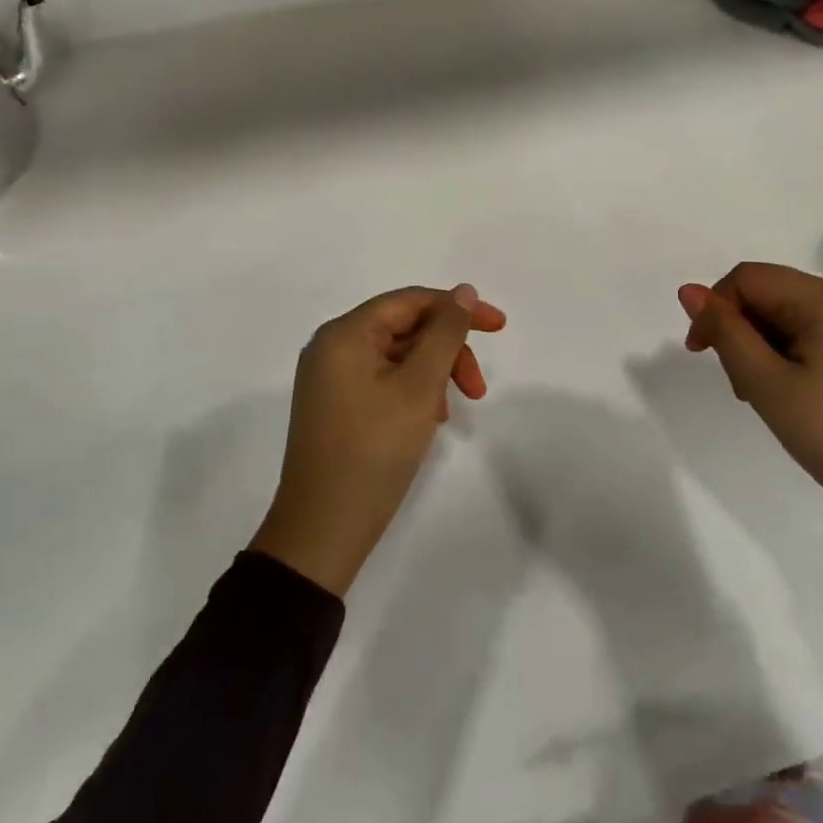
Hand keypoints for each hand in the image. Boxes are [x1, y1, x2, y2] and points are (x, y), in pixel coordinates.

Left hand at [250, 284, 506, 595]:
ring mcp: (331, 379)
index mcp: (344, 334)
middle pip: (405, 328)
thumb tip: (463, 292)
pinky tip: (428, 421)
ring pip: (398, 357)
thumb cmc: (373, 451)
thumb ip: (445, 333)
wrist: (322, 530)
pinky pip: (383, 381)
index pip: (411, 301)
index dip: (458, 308)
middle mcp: (332, 348)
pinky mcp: (335, 407)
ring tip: (447, 414)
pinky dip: (413, 392)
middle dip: (447, 351)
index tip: (500, 327)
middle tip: (477, 390)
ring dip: (433, 374)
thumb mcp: (419, 387)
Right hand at [678, 264, 822, 573]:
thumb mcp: (767, 383)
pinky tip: (793, 394)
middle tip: (742, 387)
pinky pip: (815, 333)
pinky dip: (790, 356)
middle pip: (770, 294)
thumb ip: (725, 332)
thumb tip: (688, 290)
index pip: (748, 278)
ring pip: (789, 316)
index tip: (700, 354)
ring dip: (763, 348)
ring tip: (766, 397)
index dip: (715, 308)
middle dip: (741, 332)